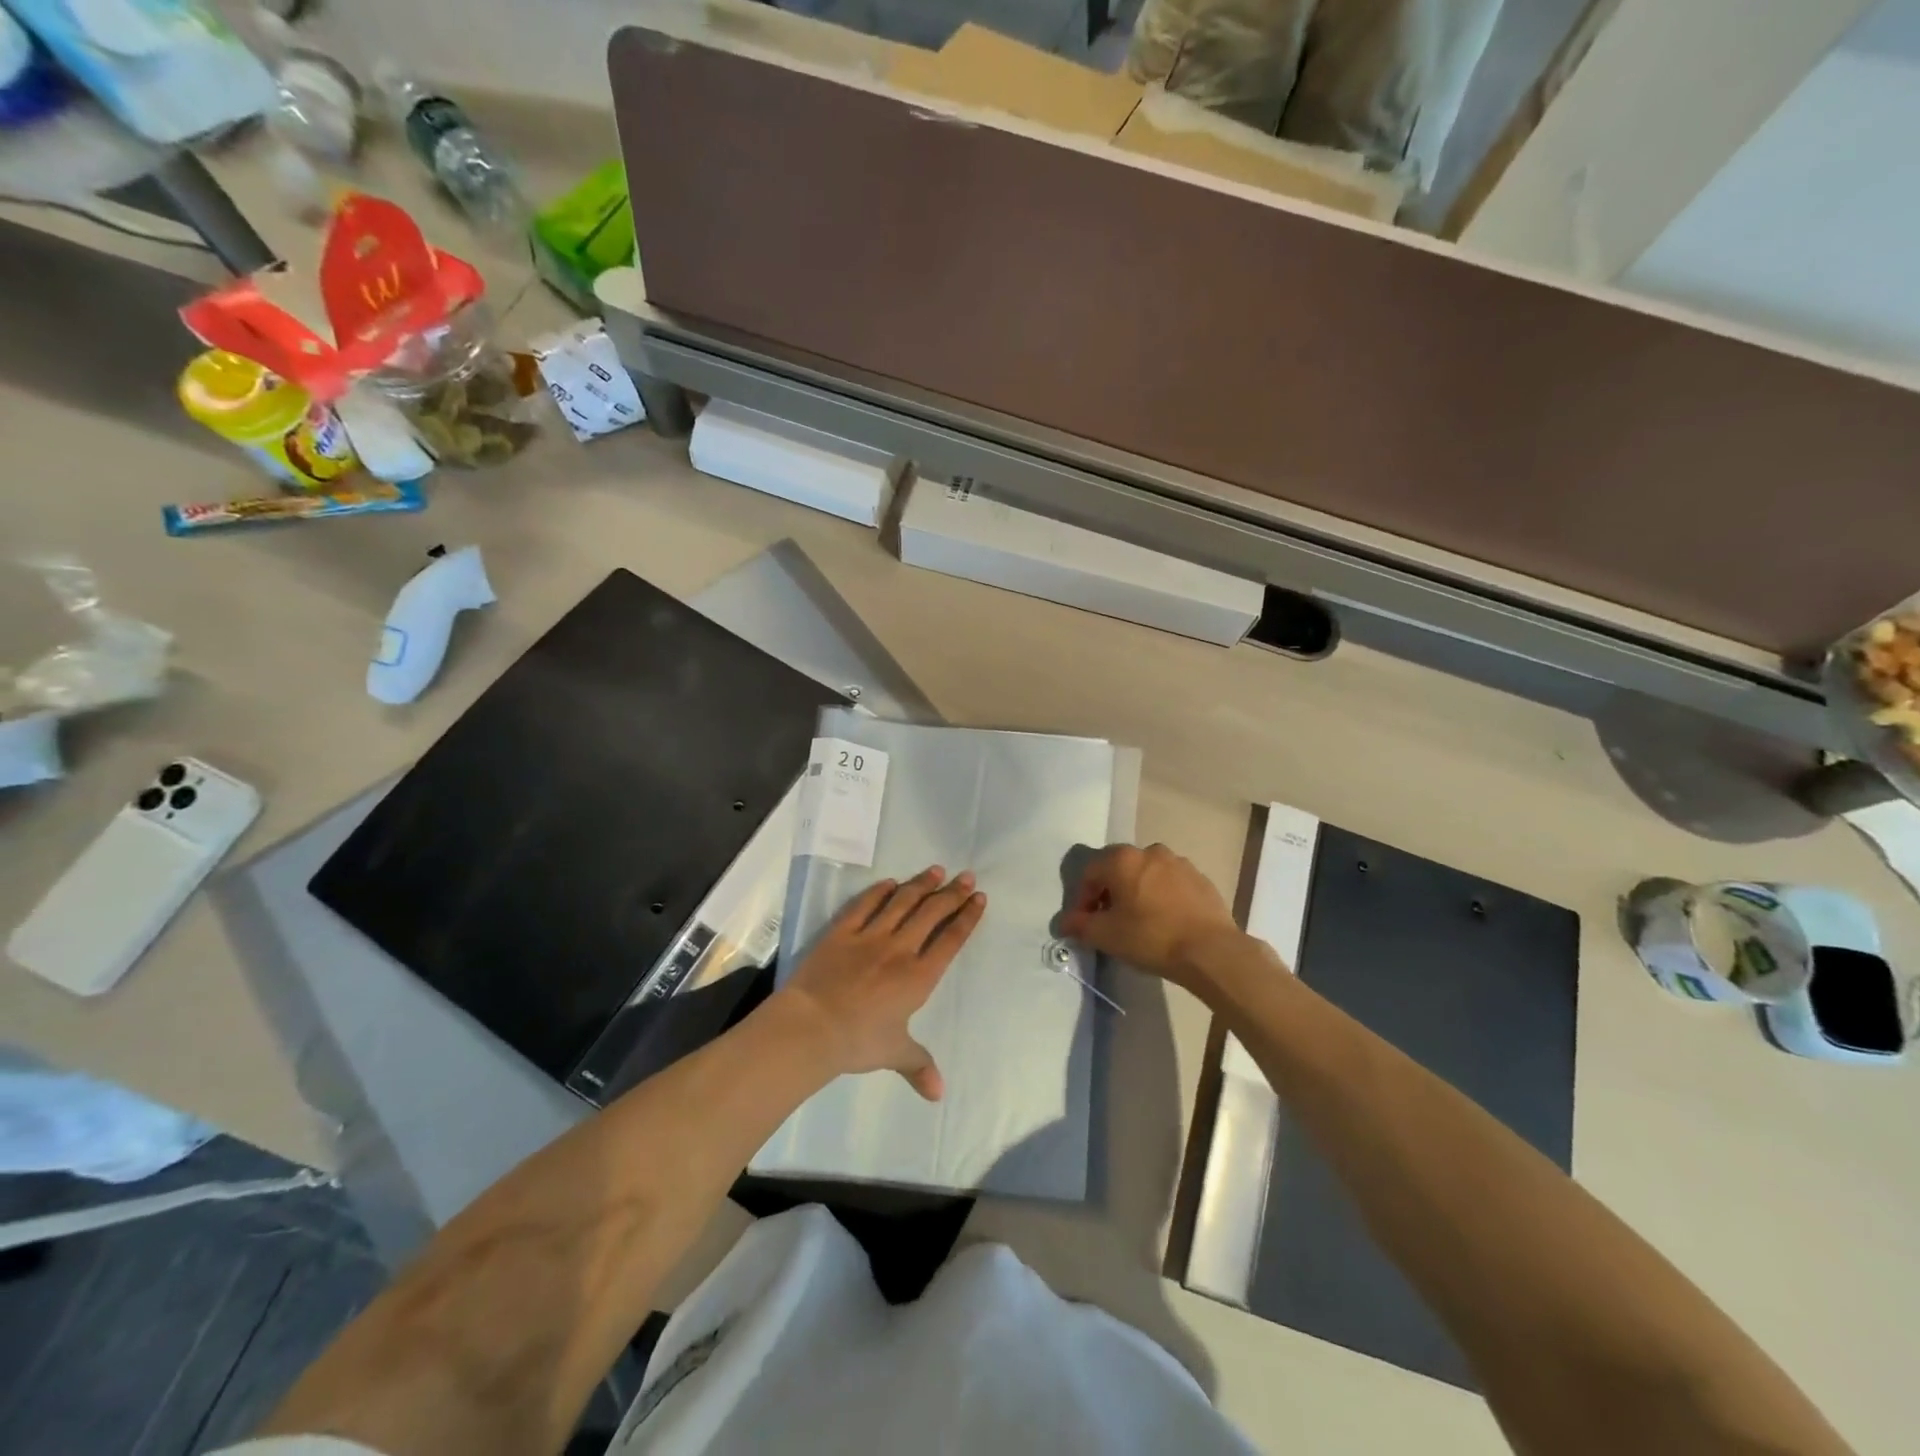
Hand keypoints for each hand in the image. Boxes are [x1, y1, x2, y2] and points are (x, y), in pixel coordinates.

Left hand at [777, 866, 986, 1101]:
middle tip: (966, 876)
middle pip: (931, 913)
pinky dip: (879, 891)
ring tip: (936, 870)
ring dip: (921, 885)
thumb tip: (939, 1094)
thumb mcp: (893, 1054)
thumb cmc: (857, 1042)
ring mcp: (870, 936)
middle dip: (952, 894)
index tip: (979, 898)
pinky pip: (864, 905)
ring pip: (902, 902)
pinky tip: (890, 882)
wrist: (812, 1026)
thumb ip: (918, 1066)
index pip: (950, 940)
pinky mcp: (842, 931)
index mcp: (918, 977)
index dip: (967, 918)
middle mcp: (899, 949)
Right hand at [1059, 842, 1239, 991]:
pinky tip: (1164, 921)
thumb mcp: (1106, 935)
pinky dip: (1161, 897)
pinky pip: (1171, 884)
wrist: (1211, 951)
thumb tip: (1065, 922)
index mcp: (1123, 859)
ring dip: (1136, 892)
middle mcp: (1150, 851)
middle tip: (1108, 920)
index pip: (1090, 873)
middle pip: (1118, 868)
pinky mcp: (1201, 879)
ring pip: (1146, 874)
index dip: (1081, 899)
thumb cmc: (1151, 937)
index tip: (1083, 924)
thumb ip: (1080, 925)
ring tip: (1138, 921)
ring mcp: (1179, 863)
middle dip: (1108, 892)